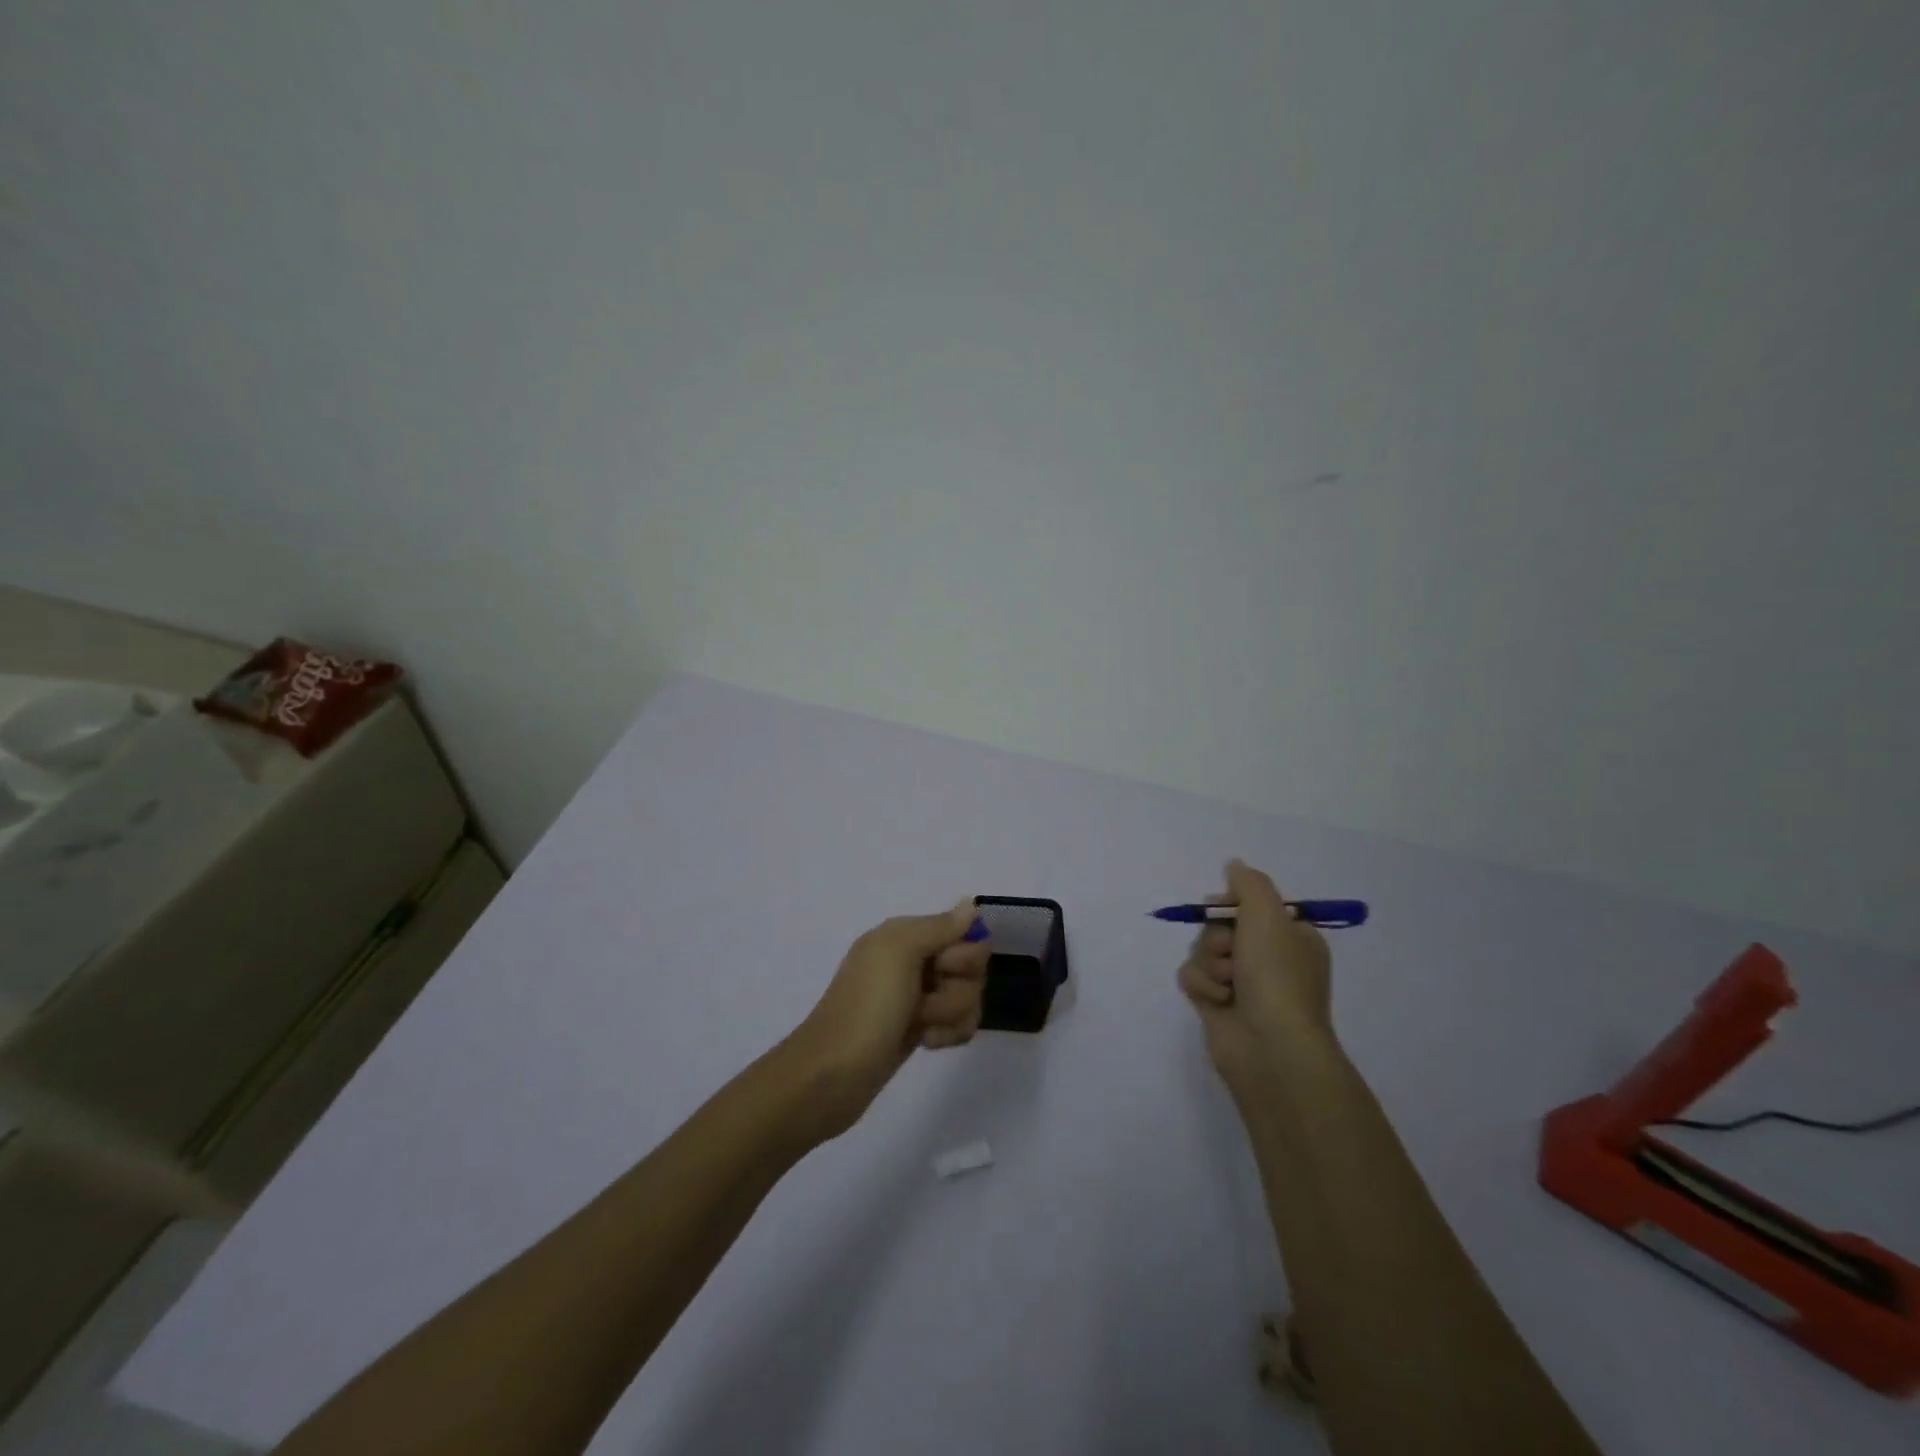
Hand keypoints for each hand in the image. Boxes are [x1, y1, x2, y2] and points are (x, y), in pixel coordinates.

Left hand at [786, 902, 990, 1135]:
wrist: (834, 1075)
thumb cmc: (867, 1007)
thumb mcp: (899, 952)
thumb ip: (939, 927)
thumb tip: (970, 904)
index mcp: (905, 935)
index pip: (963, 932)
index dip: (962, 954)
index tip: (942, 969)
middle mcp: (913, 960)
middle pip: (971, 967)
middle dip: (958, 988)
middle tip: (925, 1001)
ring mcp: (918, 997)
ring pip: (968, 996)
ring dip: (952, 1014)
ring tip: (922, 1028)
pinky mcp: (922, 1028)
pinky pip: (958, 1022)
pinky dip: (949, 1034)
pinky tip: (927, 1043)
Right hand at [1178, 860, 1334, 1093]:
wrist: (1269, 1046)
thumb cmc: (1276, 976)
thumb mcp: (1268, 915)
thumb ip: (1248, 883)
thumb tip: (1234, 865)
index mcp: (1291, 937)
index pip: (1251, 905)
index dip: (1232, 904)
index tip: (1224, 908)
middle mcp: (1268, 959)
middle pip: (1221, 925)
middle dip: (1217, 936)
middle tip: (1231, 951)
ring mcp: (1242, 983)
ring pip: (1203, 950)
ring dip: (1209, 962)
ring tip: (1227, 984)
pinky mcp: (1217, 1003)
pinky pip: (1193, 976)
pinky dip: (1201, 984)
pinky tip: (1217, 1000)